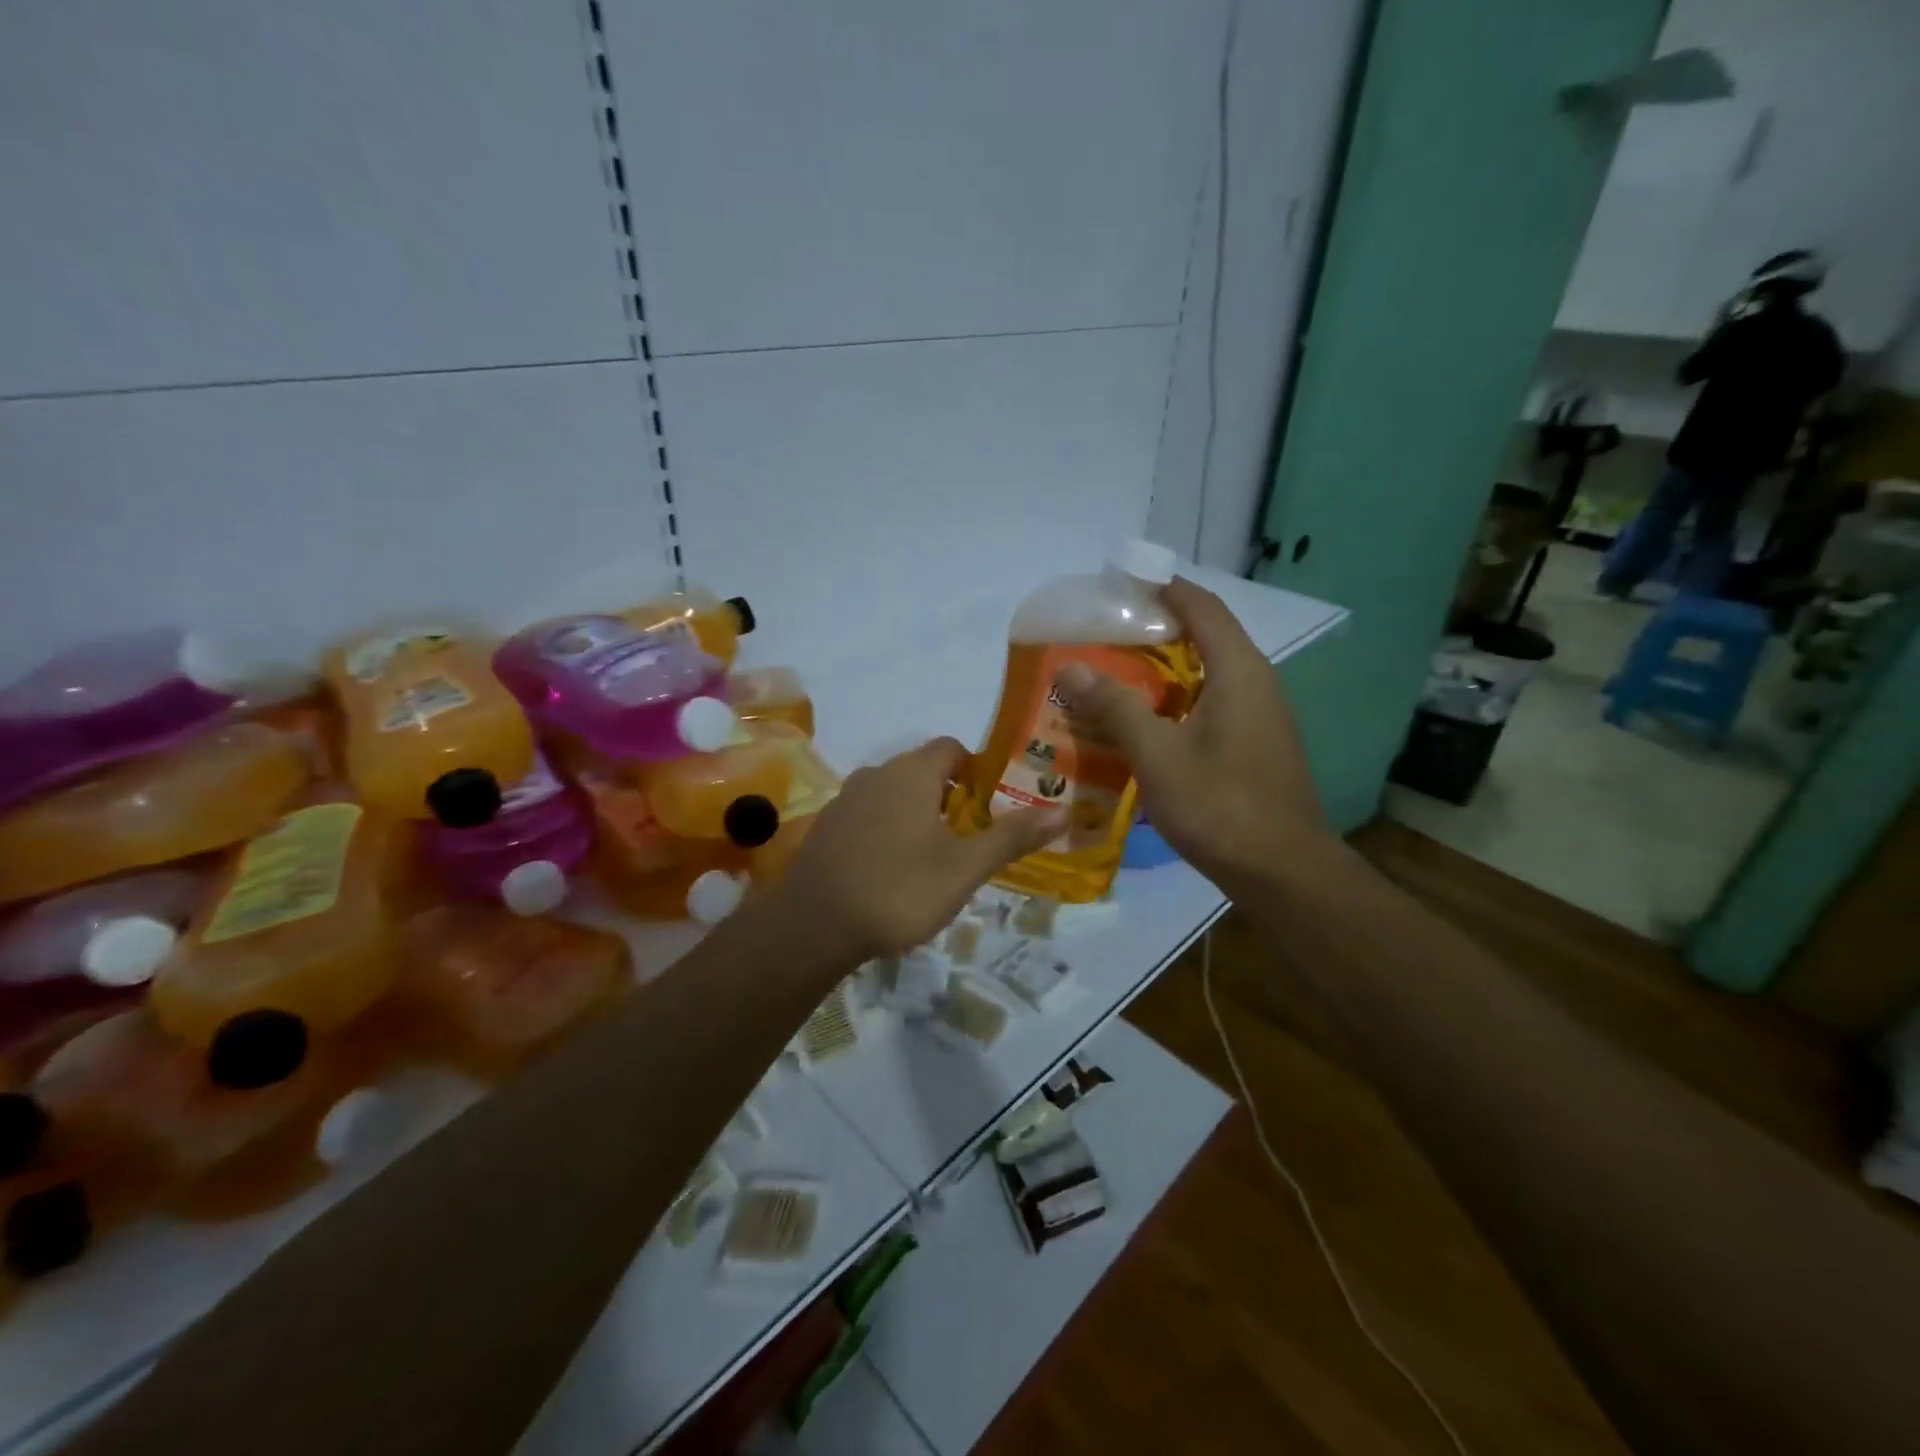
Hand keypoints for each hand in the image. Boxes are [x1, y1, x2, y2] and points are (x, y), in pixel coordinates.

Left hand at [777, 738, 1065, 960]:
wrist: (814, 926)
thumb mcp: (965, 868)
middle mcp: (876, 774)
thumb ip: (1011, 837)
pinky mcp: (825, 828)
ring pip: (892, 794)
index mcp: (912, 773)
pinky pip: (867, 816)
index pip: (951, 748)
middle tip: (970, 836)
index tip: (991, 803)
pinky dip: (885, 831)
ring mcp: (845, 800)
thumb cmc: (899, 889)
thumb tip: (1063, 812)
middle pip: (921, 771)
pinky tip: (891, 871)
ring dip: (916, 815)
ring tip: (934, 857)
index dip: (976, 769)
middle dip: (949, 796)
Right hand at [1053, 577, 1332, 891]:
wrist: (1284, 873)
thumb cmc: (1220, 805)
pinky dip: (1174, 703)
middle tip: (1102, 635)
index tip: (1122, 583)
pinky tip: (1141, 725)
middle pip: (1204, 638)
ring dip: (1161, 672)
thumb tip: (1069, 668)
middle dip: (1154, 631)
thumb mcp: (1158, 755)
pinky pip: (1210, 706)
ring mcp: (1260, 718)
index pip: (1202, 607)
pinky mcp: (1255, 747)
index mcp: (1238, 671)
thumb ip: (1114, 707)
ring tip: (1111, 676)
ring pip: (1205, 676)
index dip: (1164, 589)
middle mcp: (1256, 684)